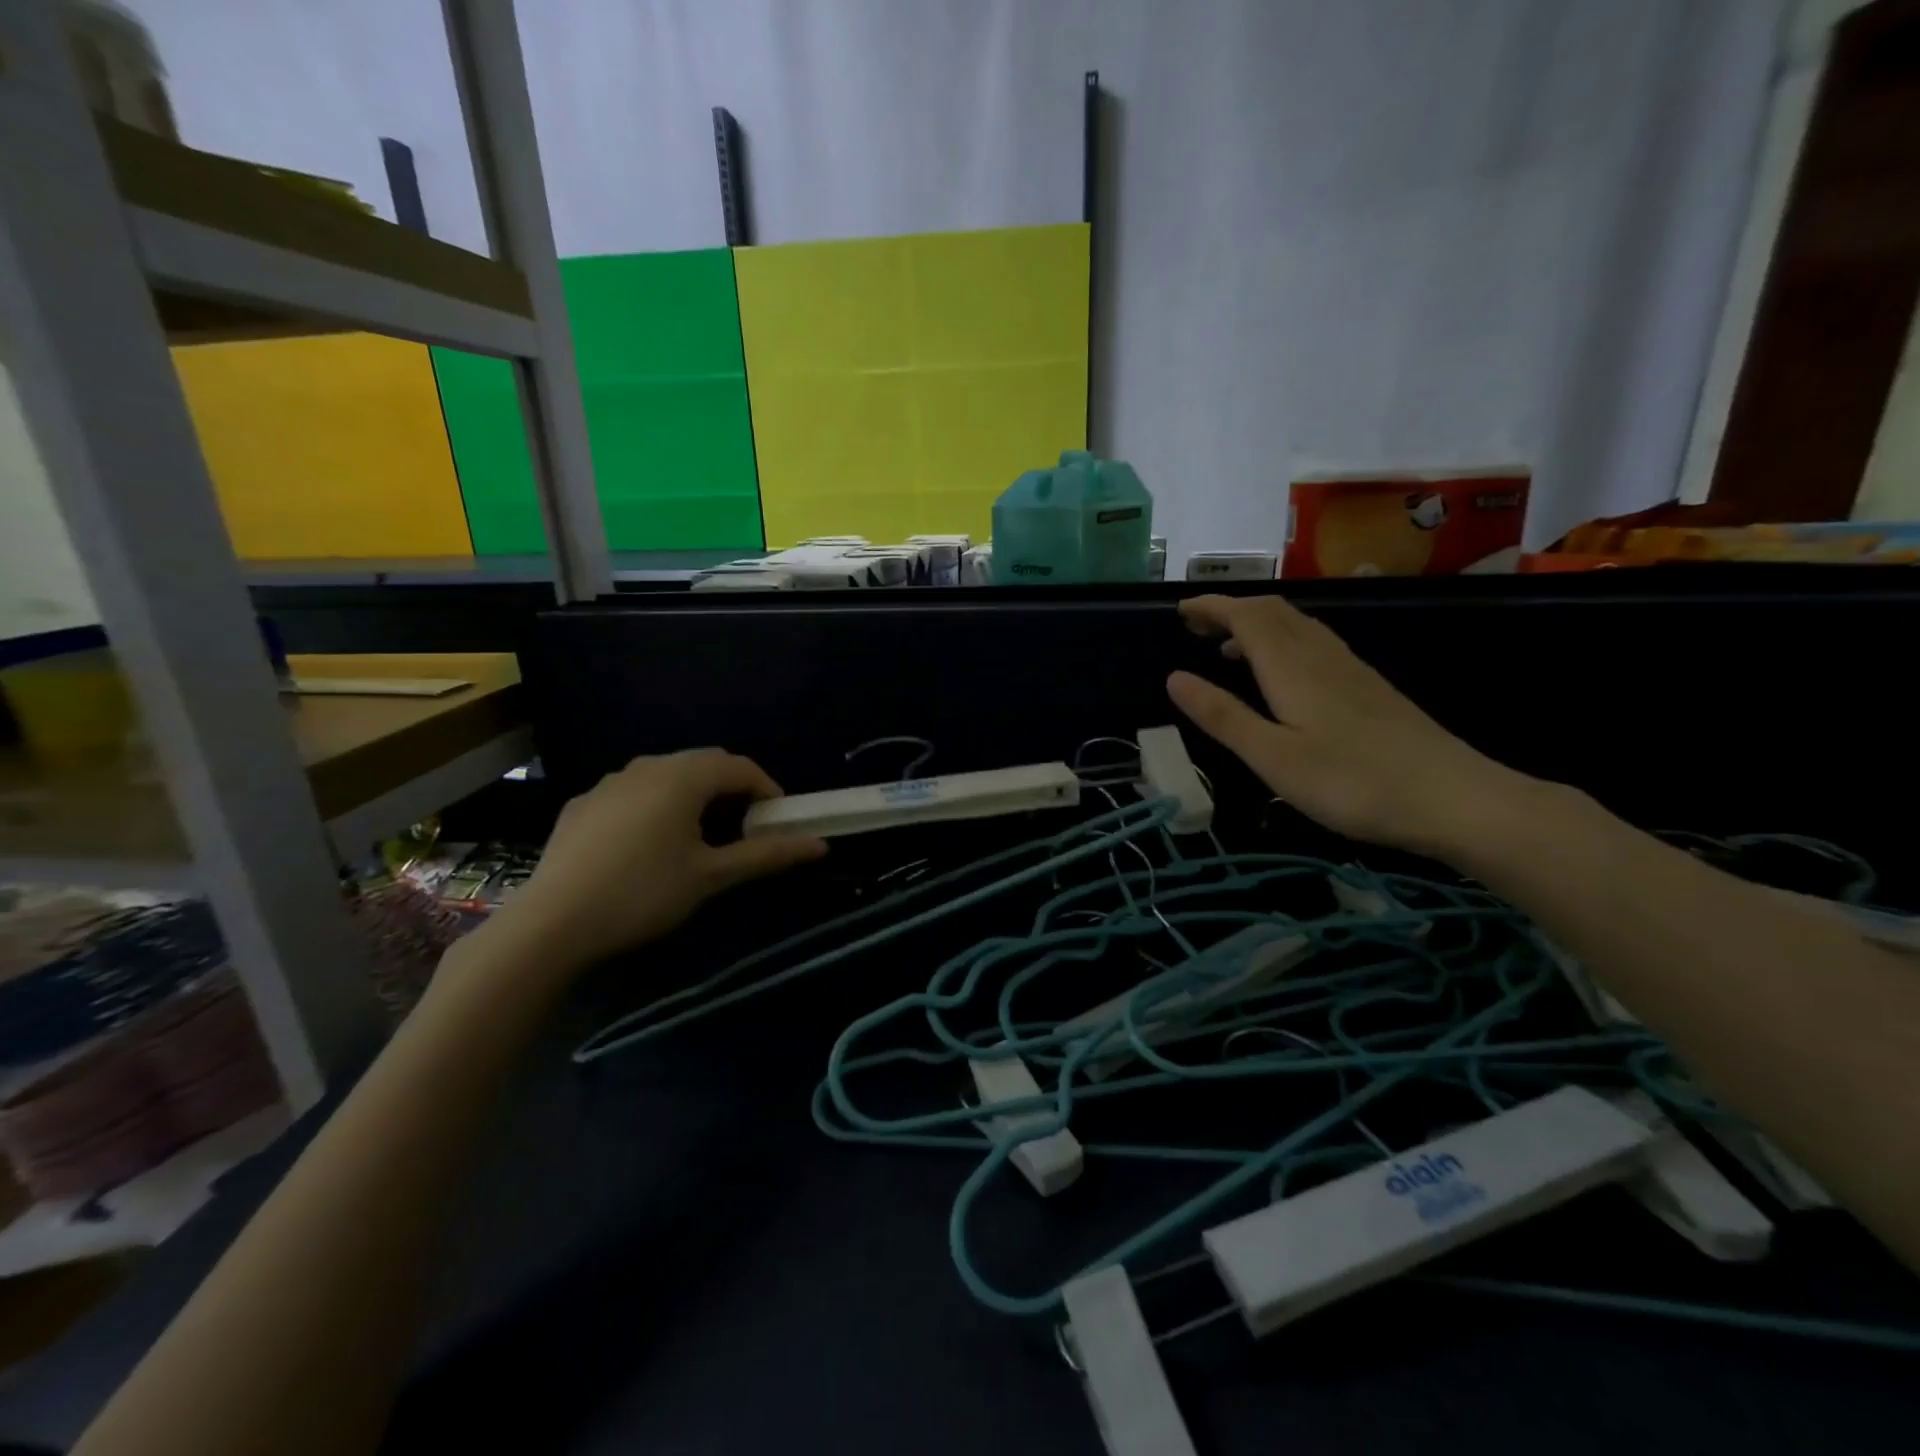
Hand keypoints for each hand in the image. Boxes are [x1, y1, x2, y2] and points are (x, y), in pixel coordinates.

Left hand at [490, 749, 825, 974]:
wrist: (550, 924)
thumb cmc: (642, 894)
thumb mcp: (711, 876)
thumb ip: (767, 854)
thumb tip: (821, 845)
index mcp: (682, 777)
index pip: (740, 767)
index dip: (767, 790)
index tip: (778, 823)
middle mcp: (646, 766)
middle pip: (704, 765)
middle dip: (733, 791)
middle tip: (744, 831)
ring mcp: (609, 783)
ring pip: (667, 775)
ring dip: (694, 796)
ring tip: (699, 837)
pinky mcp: (583, 804)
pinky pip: (634, 791)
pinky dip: (657, 805)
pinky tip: (649, 845)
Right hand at [1166, 594, 1527, 855]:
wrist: (1454, 799)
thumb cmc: (1352, 782)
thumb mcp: (1273, 757)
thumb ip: (1223, 716)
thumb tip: (1174, 678)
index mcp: (1292, 668)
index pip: (1245, 617)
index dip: (1211, 607)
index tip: (1179, 610)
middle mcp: (1320, 656)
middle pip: (1272, 612)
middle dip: (1230, 610)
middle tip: (1195, 626)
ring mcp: (1350, 669)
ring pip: (1296, 626)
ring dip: (1256, 625)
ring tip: (1226, 649)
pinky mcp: (1368, 687)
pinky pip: (1314, 644)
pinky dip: (1282, 643)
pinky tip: (1282, 675)